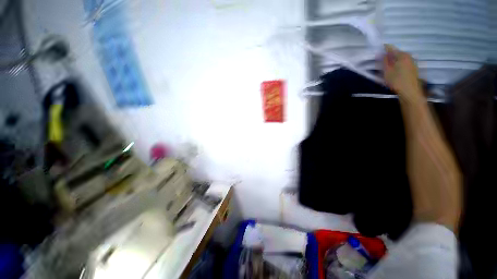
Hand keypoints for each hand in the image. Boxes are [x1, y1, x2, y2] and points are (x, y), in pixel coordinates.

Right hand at [383, 45, 422, 101]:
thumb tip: (382, 54)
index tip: (378, 50)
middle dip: (389, 55)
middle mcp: (408, 56)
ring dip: (394, 60)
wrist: (409, 91)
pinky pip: (404, 63)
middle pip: (397, 53)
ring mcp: (412, 62)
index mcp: (402, 55)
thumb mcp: (387, 71)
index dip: (384, 48)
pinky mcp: (413, 68)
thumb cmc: (397, 80)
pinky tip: (394, 70)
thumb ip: (385, 61)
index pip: (391, 48)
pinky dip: (398, 64)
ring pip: (400, 58)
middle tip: (382, 60)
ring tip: (388, 66)